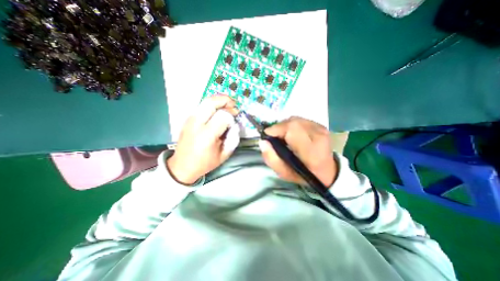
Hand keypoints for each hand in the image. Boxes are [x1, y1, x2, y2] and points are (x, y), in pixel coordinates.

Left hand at [165, 95, 239, 184]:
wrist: (181, 166)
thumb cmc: (204, 163)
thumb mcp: (224, 155)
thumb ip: (233, 138)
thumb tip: (235, 124)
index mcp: (207, 136)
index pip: (223, 116)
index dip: (232, 116)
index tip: (236, 119)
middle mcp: (197, 124)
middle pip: (211, 102)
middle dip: (225, 100)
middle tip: (234, 105)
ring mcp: (190, 120)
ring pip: (206, 101)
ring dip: (219, 101)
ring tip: (227, 106)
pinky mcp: (188, 119)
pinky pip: (202, 106)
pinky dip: (212, 105)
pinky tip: (218, 111)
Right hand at [260, 116, 336, 186]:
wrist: (326, 172)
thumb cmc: (304, 174)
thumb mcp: (284, 173)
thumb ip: (271, 159)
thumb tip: (263, 142)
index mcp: (311, 151)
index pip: (292, 129)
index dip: (277, 129)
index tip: (268, 135)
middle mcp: (318, 136)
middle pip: (293, 122)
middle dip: (279, 127)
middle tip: (274, 137)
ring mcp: (321, 129)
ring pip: (295, 119)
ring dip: (285, 126)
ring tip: (282, 136)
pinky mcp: (321, 125)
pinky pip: (300, 120)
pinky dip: (292, 125)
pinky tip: (291, 134)